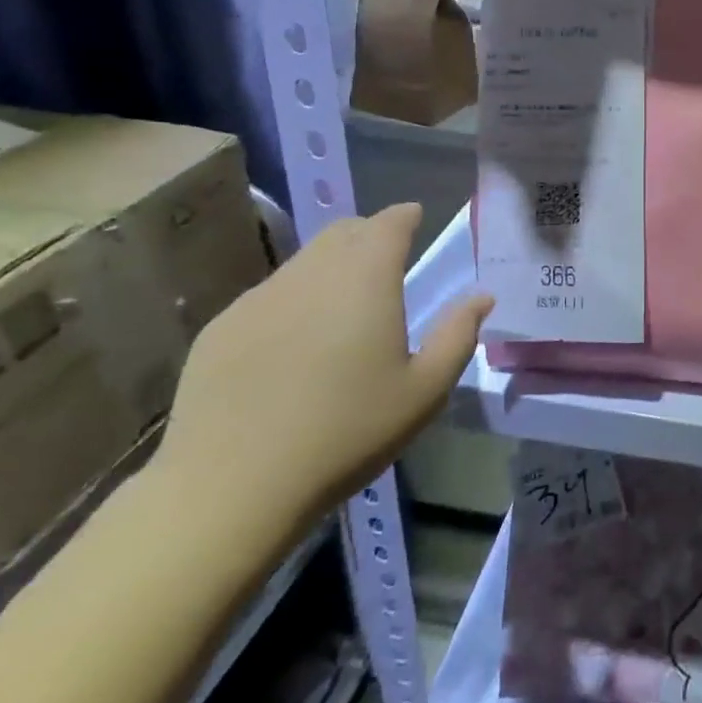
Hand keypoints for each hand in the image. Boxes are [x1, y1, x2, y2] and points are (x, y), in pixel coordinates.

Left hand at [153, 203, 490, 544]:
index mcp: (366, 279)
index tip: (415, 217)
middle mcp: (311, 273)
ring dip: (331, 267)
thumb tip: (480, 297)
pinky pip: (268, 296)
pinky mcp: (221, 328)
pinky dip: (293, 300)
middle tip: (387, 260)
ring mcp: (259, 298)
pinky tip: (294, 345)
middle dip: (369, 235)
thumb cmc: (347, 432)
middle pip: (343, 232)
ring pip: (304, 262)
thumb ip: (458, 335)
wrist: (231, 486)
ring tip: (343, 305)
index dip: (405, 216)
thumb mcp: (424, 391)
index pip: (388, 223)